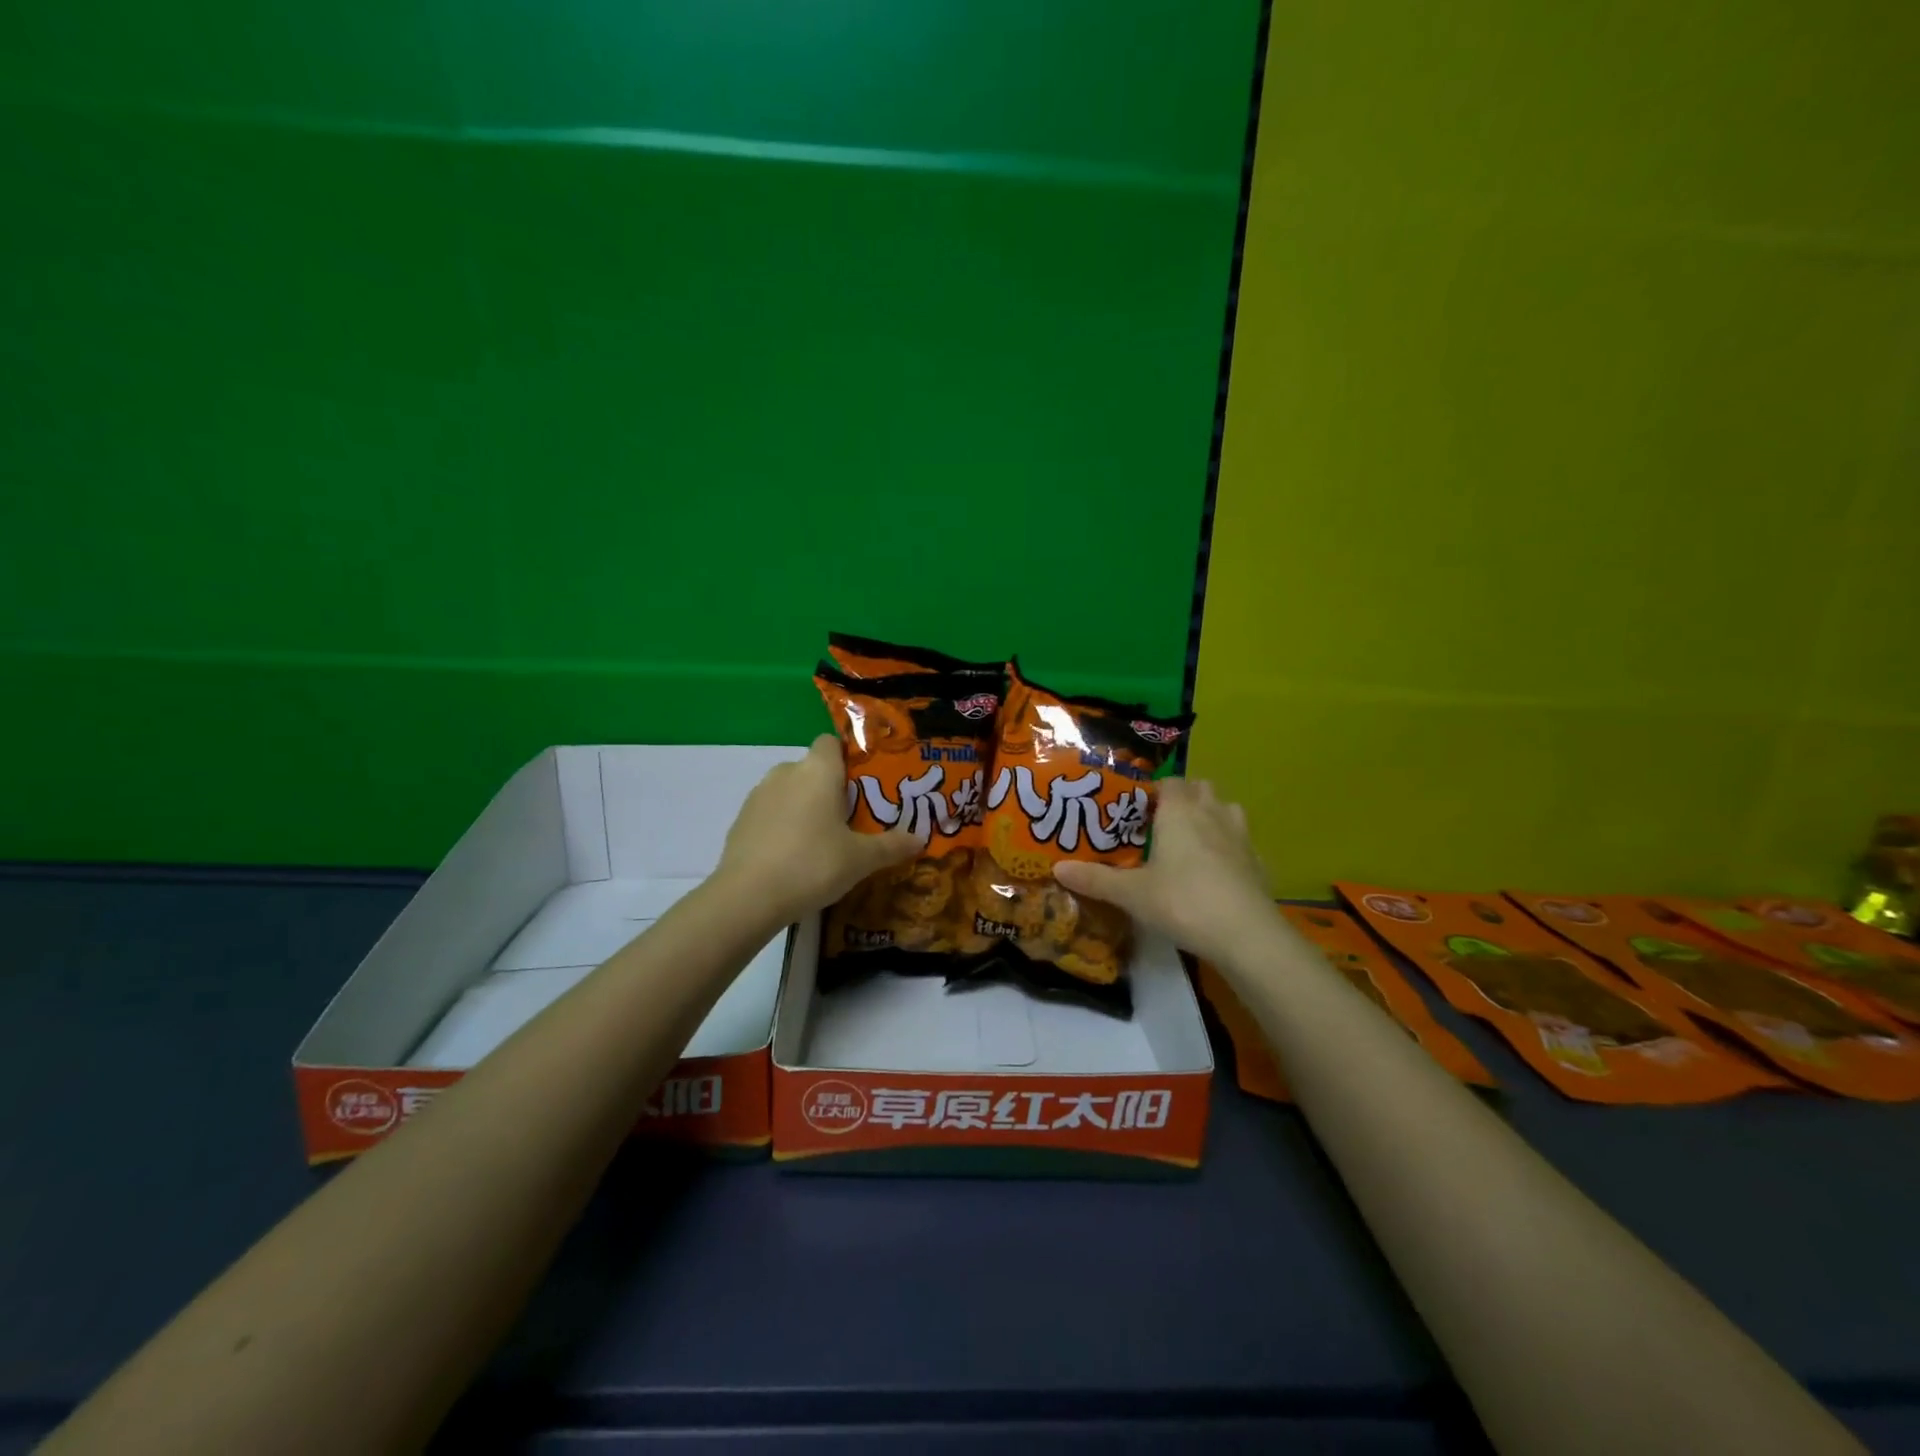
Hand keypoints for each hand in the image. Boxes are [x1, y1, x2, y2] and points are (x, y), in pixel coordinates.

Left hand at [715, 735, 921, 924]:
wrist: (748, 896)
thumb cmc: (814, 864)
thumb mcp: (861, 859)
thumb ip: (891, 845)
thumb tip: (920, 838)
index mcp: (818, 771)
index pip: (831, 742)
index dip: (846, 758)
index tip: (861, 785)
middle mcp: (786, 772)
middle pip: (812, 769)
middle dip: (828, 789)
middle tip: (849, 820)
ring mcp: (758, 795)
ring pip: (789, 791)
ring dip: (803, 807)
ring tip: (821, 842)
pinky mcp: (740, 820)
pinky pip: (770, 813)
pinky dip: (781, 826)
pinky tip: (792, 857)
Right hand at [1053, 779, 1274, 965]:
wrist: (1246, 935)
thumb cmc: (1182, 902)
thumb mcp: (1132, 894)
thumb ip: (1095, 879)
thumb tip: (1057, 868)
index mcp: (1179, 812)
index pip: (1168, 781)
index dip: (1152, 789)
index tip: (1134, 808)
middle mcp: (1211, 813)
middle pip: (1200, 788)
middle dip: (1183, 797)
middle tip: (1160, 822)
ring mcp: (1240, 836)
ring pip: (1226, 809)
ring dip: (1210, 815)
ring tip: (1189, 840)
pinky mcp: (1258, 862)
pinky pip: (1240, 841)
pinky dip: (1228, 846)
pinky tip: (1215, 871)